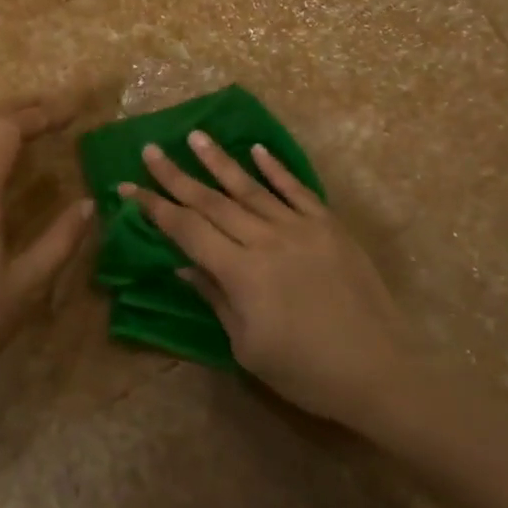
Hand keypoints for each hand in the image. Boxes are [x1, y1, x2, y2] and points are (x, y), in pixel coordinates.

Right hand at [120, 131, 411, 425]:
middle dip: (176, 176)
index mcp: (242, 273)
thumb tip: (183, 265)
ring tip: (193, 136)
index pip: (187, 230)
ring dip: (219, 161)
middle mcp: (267, 239)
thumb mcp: (248, 346)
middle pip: (212, 201)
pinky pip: (297, 190)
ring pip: (251, 187)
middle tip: (150, 150)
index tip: (128, 188)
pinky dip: (275, 168)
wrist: (379, 371)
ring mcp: (301, 228)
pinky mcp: (330, 226)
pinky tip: (256, 149)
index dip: (155, 208)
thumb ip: (215, 298)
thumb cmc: (305, 371)